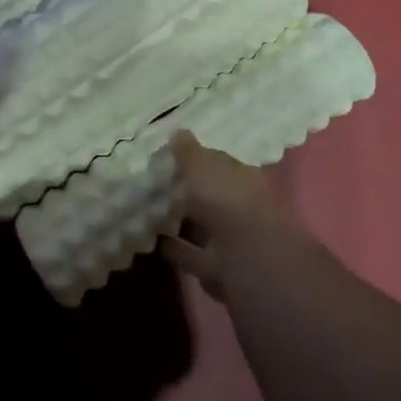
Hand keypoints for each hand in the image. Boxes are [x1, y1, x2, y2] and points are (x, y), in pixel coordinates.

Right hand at [161, 131, 293, 298]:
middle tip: (159, 184)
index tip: (174, 157)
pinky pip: (192, 253)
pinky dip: (176, 247)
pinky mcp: (217, 268)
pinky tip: (155, 241)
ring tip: (153, 211)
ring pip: (204, 226)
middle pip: (213, 196)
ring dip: (183, 221)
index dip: (199, 159)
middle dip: (192, 191)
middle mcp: (241, 207)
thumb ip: (188, 151)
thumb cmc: (227, 198)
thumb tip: (177, 132)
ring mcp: (231, 240)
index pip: (220, 164)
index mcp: (244, 177)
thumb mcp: (202, 164)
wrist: (246, 258)